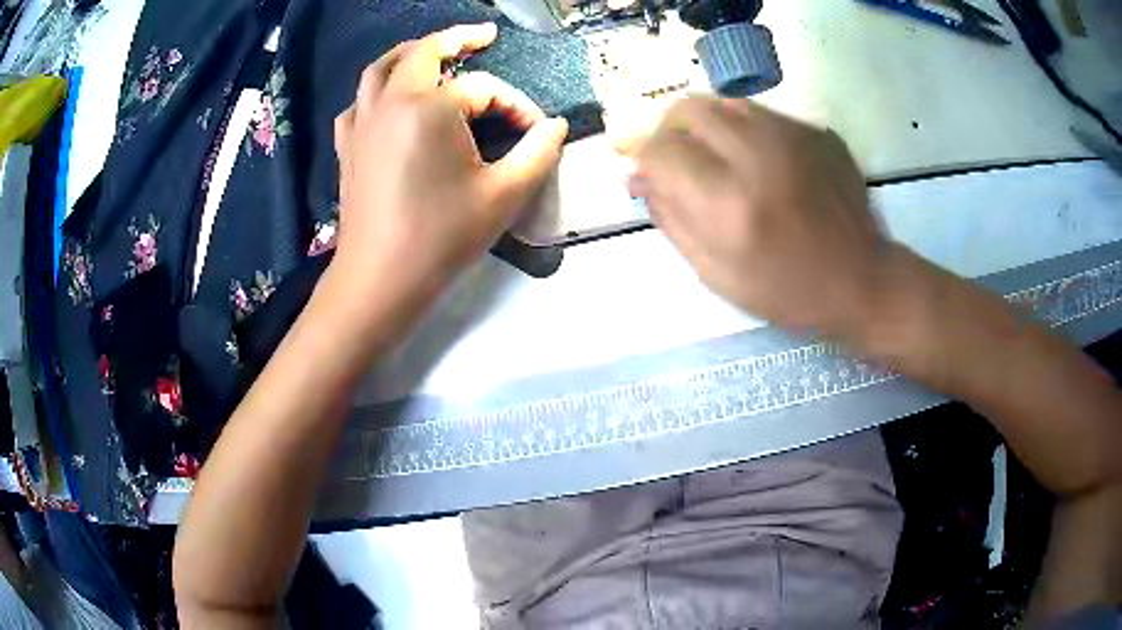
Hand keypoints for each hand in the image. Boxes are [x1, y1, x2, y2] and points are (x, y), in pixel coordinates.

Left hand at [332, 23, 568, 300]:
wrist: (379, 280)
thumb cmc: (441, 238)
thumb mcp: (504, 195)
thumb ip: (538, 152)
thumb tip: (556, 126)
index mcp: (430, 107)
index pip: (484, 90)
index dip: (517, 106)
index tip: (536, 133)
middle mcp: (391, 101)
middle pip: (423, 52)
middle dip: (457, 40)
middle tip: (483, 36)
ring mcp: (362, 122)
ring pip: (381, 68)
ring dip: (411, 53)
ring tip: (436, 53)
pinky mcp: (348, 146)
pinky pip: (359, 102)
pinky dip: (377, 91)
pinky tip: (390, 101)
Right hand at [620, 97, 886, 335]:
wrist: (863, 280)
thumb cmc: (787, 291)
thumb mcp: (716, 274)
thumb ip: (670, 219)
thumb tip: (639, 178)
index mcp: (728, 202)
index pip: (659, 149)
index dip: (644, 161)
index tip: (649, 178)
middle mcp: (758, 154)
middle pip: (686, 108)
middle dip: (669, 131)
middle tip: (679, 161)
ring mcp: (793, 135)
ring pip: (723, 102)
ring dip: (707, 127)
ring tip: (720, 161)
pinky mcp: (816, 131)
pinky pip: (762, 114)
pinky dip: (746, 133)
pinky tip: (763, 165)